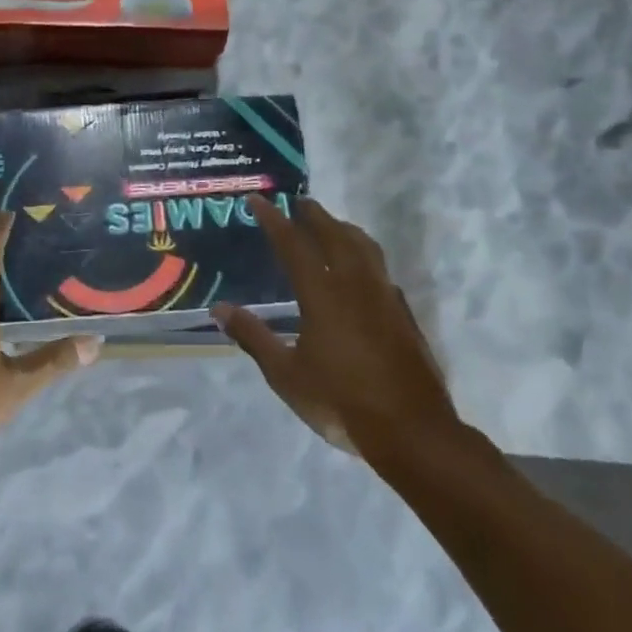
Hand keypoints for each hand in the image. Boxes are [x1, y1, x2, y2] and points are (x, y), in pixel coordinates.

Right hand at [215, 196, 473, 466]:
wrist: (411, 430)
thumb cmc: (340, 401)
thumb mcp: (286, 375)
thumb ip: (254, 337)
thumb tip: (220, 309)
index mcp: (323, 295)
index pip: (293, 245)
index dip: (274, 220)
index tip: (258, 200)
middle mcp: (355, 285)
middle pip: (334, 235)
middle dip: (314, 215)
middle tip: (299, 202)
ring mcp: (384, 297)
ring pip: (365, 247)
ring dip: (344, 228)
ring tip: (331, 224)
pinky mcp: (403, 313)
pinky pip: (380, 269)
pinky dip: (365, 256)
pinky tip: (361, 270)